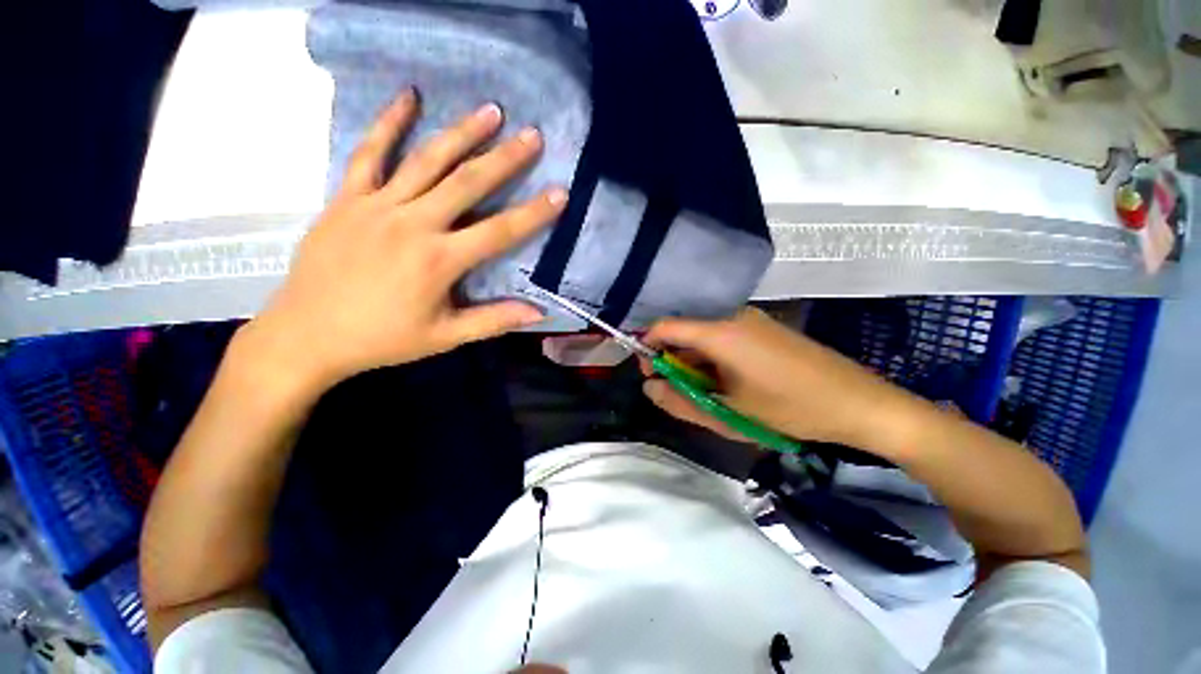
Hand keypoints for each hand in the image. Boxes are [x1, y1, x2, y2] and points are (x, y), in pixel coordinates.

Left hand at [238, 89, 565, 395]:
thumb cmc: (383, 338)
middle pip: (467, 183)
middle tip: (532, 135)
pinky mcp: (347, 198)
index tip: (560, 192)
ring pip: (426, 160)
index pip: (500, 231)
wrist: (306, 334)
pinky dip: (388, 122)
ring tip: (490, 110)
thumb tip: (538, 312)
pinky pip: (369, 153)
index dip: (534, 212)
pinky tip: (408, 97)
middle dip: (504, 158)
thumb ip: (494, 320)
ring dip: (462, 132)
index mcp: (439, 260)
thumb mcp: (445, 336)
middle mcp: (413, 224)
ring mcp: (377, 206)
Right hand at [640, 308, 912, 448]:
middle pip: (683, 330)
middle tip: (677, 391)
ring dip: (693, 362)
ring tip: (705, 393)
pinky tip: (725, 382)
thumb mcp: (728, 413)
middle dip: (671, 359)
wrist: (859, 403)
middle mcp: (732, 317)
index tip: (647, 372)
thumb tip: (648, 387)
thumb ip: (680, 401)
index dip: (647, 346)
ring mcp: (750, 320)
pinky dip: (712, 358)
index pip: (665, 326)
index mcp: (720, 332)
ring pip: (703, 336)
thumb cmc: (791, 409)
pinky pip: (722, 337)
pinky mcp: (762, 328)